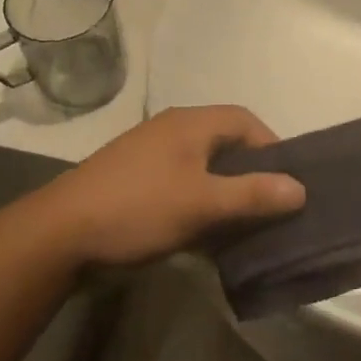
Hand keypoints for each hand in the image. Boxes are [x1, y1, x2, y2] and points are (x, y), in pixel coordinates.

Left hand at [31, 107, 304, 269]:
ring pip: (204, 170)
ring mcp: (151, 158)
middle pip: (225, 145)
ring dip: (226, 196)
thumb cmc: (138, 208)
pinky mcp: (136, 184)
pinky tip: (208, 239)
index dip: (272, 147)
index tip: (289, 183)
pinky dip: (201, 207)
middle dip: (251, 176)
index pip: (245, 121)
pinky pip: (182, 188)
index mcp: (189, 124)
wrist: (60, 234)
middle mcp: (172, 132)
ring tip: (246, 229)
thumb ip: (252, 194)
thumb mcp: (202, 203)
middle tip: (272, 209)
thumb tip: (300, 188)